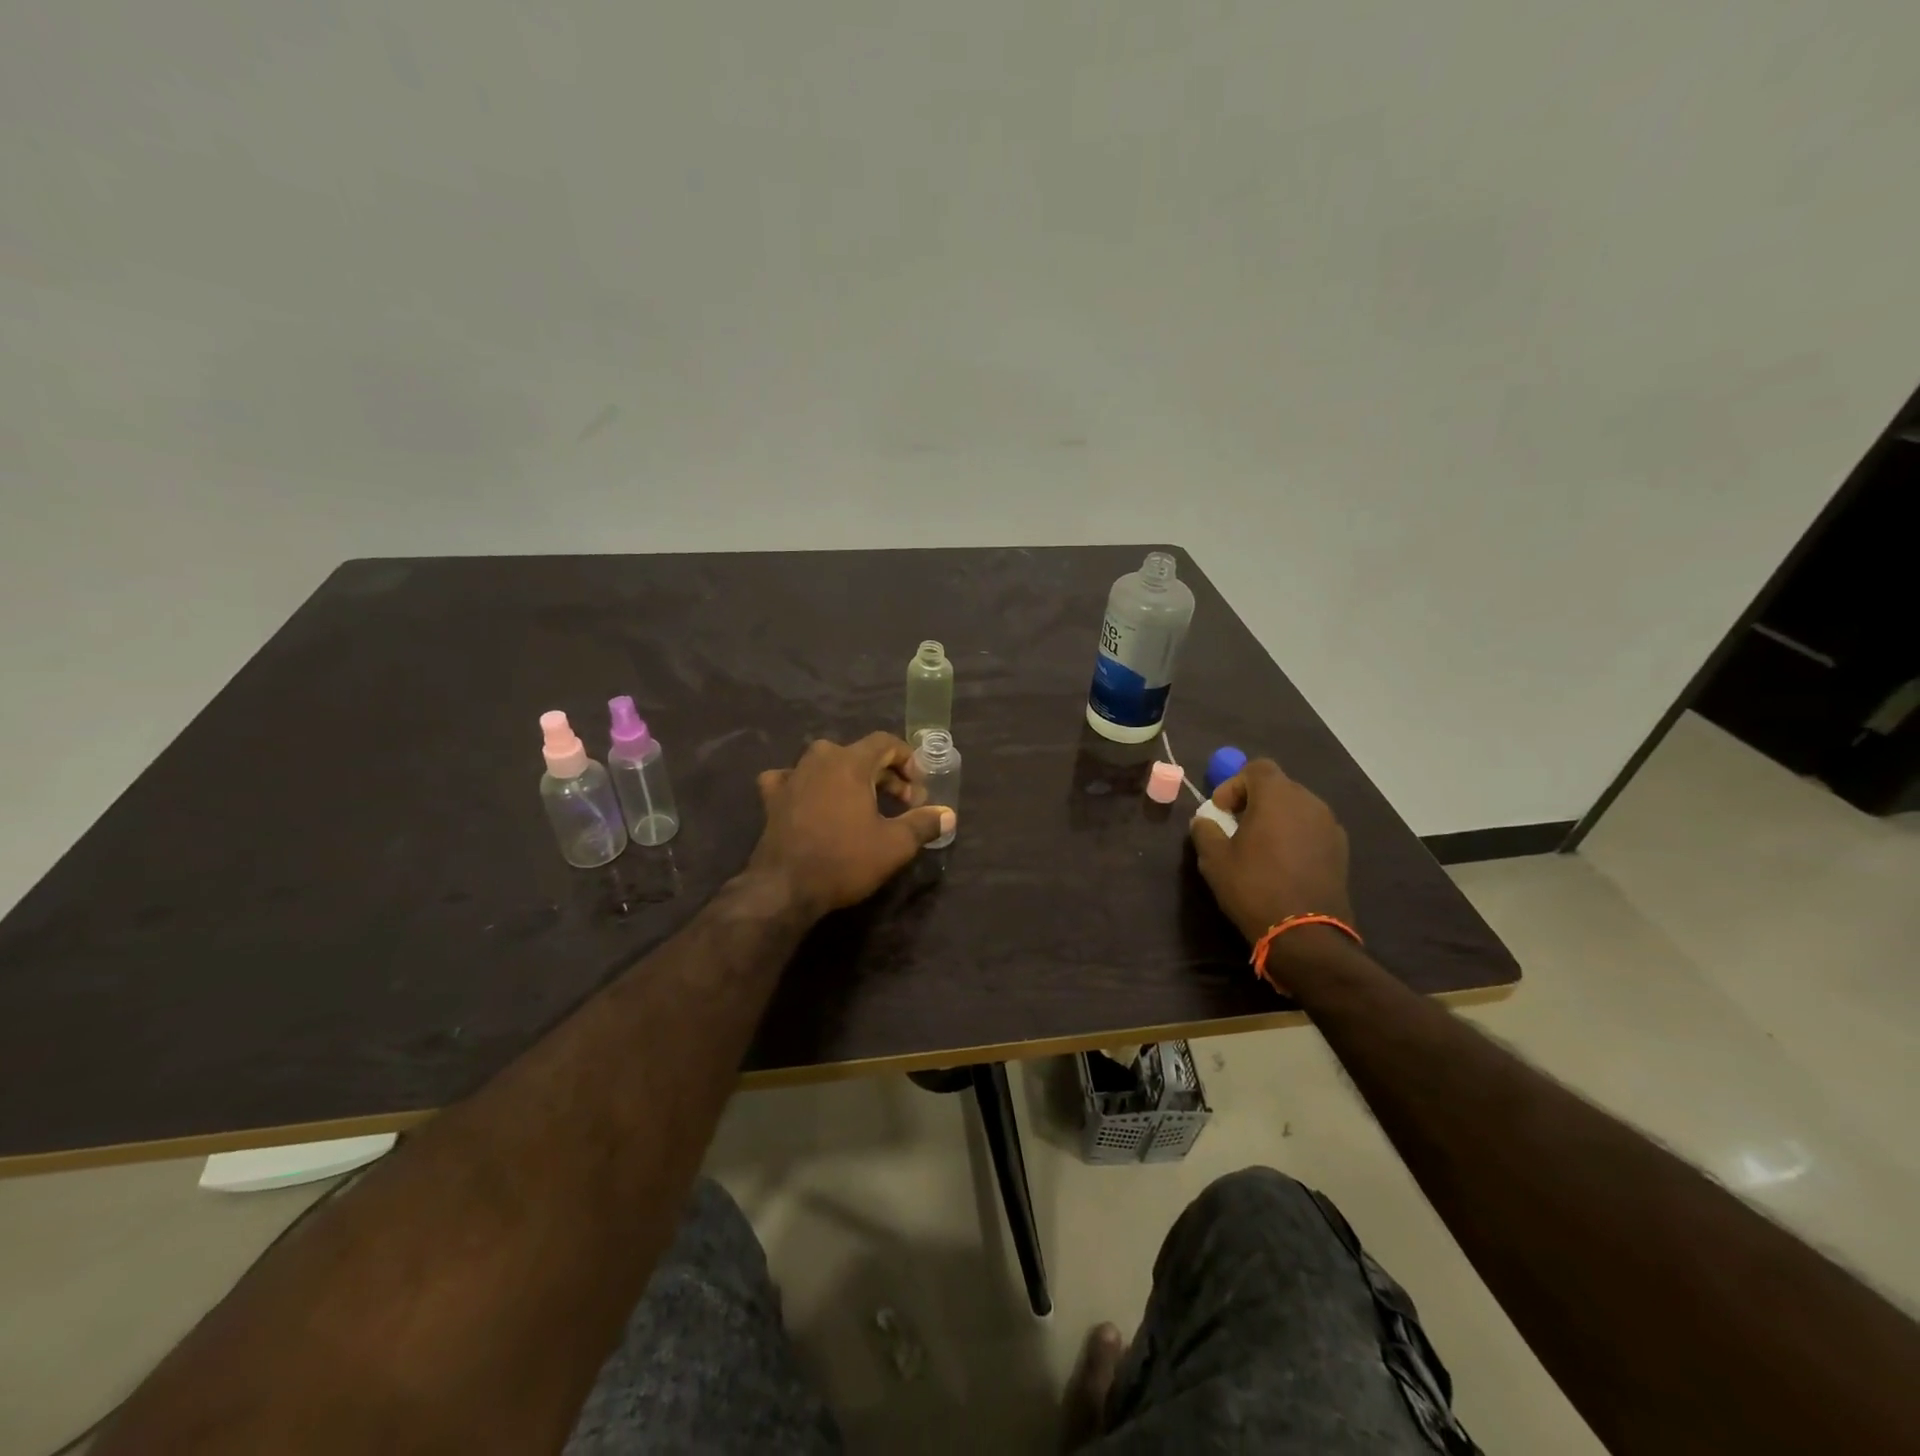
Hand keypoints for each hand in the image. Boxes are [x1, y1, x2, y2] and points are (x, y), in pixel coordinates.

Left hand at [747, 733, 954, 916]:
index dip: (908, 760)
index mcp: (850, 762)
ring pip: (827, 764)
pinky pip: (793, 779)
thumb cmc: (845, 860)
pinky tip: (812, 800)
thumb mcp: (895, 845)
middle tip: (902, 804)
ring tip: (864, 804)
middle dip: (885, 775)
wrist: (785, 888)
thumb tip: (948, 814)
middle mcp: (819, 759)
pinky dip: (808, 785)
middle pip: (859, 754)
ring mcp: (792, 776)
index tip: (919, 789)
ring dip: (850, 779)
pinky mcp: (772, 797)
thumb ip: (923, 823)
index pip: (885, 742)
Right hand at [1189, 759, 1352, 944]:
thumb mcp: (1214, 859)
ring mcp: (1330, 826)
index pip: (1257, 768)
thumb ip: (1205, 831)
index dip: (1234, 784)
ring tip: (1260, 848)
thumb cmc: (1254, 887)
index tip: (1221, 811)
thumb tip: (1204, 821)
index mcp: (1277, 796)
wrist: (1305, 934)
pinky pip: (1312, 830)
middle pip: (1278, 787)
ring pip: (1297, 808)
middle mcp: (1309, 802)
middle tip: (1236, 827)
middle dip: (1255, 801)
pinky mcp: (1341, 850)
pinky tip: (1283, 864)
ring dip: (1276, 819)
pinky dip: (1295, 836)